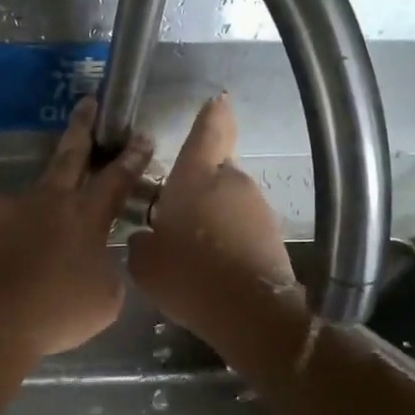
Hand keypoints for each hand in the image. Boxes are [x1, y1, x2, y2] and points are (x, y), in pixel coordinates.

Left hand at [0, 96, 152, 356]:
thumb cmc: (59, 306)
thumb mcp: (104, 297)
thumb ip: (105, 271)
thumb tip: (96, 264)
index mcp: (87, 214)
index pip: (116, 179)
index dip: (132, 158)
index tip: (141, 136)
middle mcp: (51, 200)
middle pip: (70, 155)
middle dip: (82, 127)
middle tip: (86, 102)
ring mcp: (14, 208)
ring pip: (35, 194)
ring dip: (45, 201)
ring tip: (46, 227)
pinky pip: (9, 225)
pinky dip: (18, 235)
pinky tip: (17, 257)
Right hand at [128, 94, 294, 330]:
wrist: (250, 313)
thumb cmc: (188, 276)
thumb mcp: (144, 262)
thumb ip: (142, 240)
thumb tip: (147, 236)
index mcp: (196, 177)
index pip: (208, 131)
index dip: (212, 114)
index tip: (217, 100)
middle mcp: (231, 182)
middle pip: (214, 172)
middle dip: (197, 188)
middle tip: (175, 219)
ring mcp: (257, 207)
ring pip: (228, 201)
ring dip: (212, 216)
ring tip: (193, 251)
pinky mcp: (272, 234)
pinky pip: (241, 226)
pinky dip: (228, 238)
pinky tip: (213, 267)